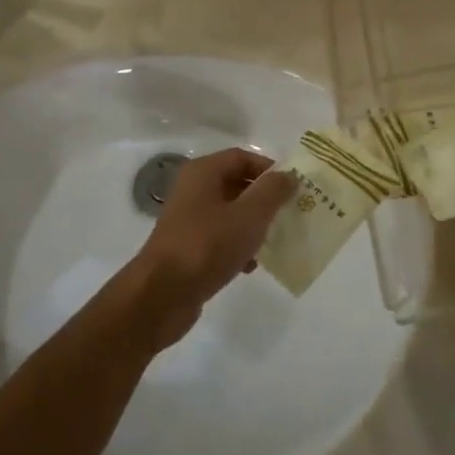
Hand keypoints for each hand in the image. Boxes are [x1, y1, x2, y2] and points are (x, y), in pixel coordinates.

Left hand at [130, 148, 293, 346]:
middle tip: (289, 212)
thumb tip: (288, 176)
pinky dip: (238, 246)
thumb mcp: (250, 214)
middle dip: (264, 198)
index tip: (293, 187)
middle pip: (237, 184)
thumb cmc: (208, 245)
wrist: (162, 296)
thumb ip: (273, 191)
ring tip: (274, 240)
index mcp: (203, 173)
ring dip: (253, 224)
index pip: (242, 158)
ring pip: (230, 213)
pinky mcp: (187, 248)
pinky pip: (220, 238)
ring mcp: (188, 220)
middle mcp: (192, 190)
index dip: (269, 169)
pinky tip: (251, 264)